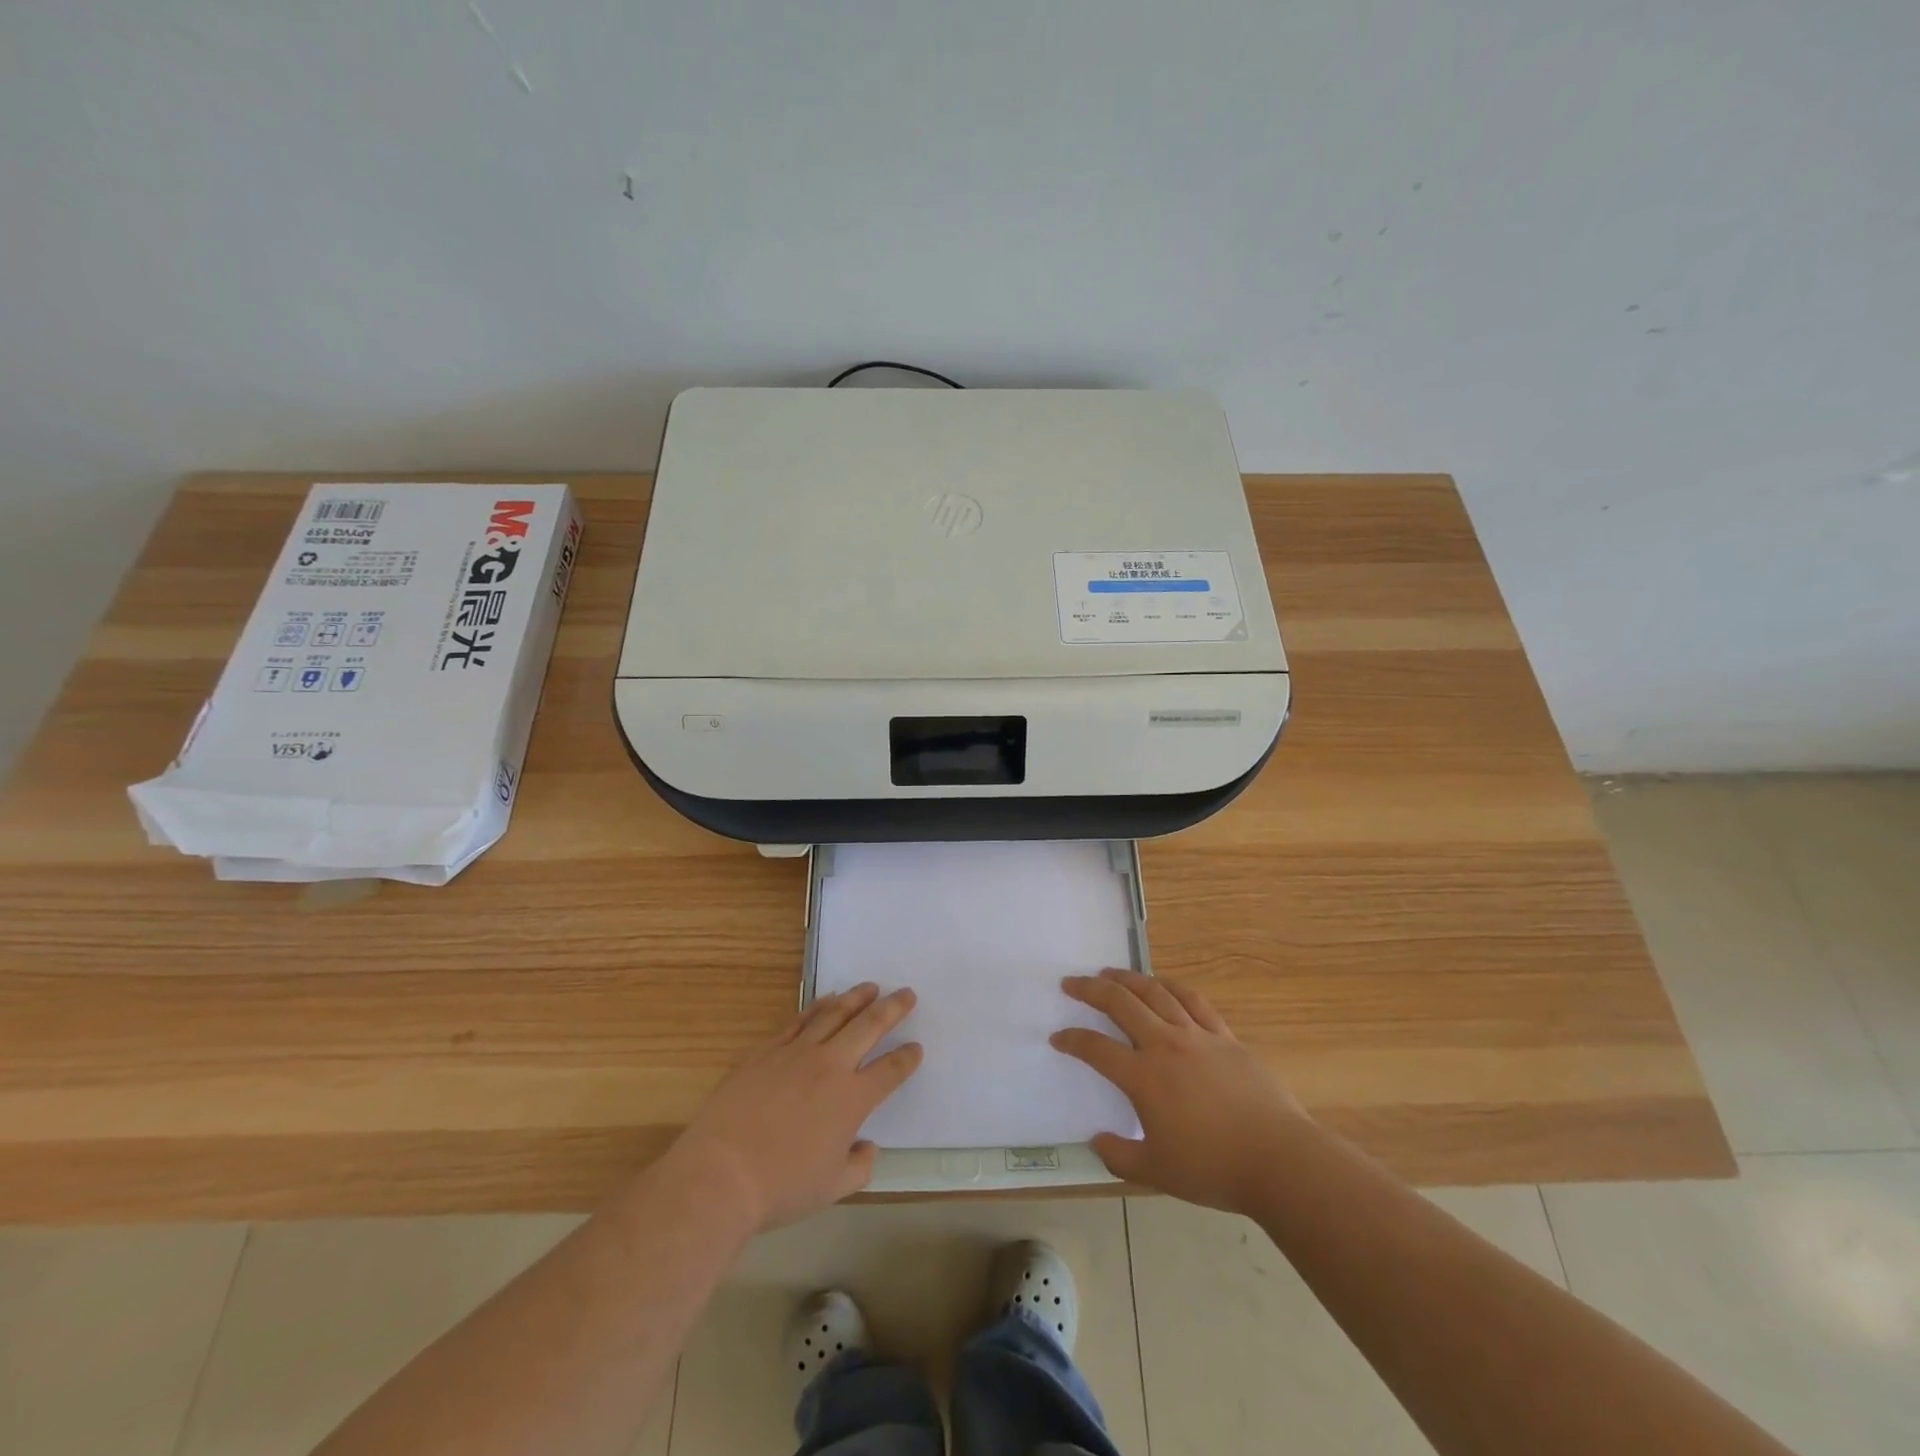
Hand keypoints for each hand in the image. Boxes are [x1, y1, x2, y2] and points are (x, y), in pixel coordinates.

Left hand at [670, 984, 921, 1230]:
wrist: (721, 1173)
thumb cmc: (781, 1187)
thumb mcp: (832, 1189)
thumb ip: (859, 1166)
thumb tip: (867, 1146)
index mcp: (852, 1099)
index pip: (890, 1071)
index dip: (907, 1058)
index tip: (916, 1048)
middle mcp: (830, 1066)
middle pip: (869, 1026)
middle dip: (892, 1008)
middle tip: (907, 994)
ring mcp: (796, 1053)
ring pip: (834, 1014)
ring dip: (856, 998)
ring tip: (870, 987)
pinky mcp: (767, 1050)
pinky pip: (799, 1020)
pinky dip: (817, 1006)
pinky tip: (826, 1000)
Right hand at [1052, 969, 1304, 1214]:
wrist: (1278, 1159)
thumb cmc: (1213, 1168)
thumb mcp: (1156, 1173)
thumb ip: (1119, 1156)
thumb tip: (1096, 1139)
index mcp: (1143, 1078)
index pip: (1096, 1049)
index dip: (1073, 1040)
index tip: (1058, 1036)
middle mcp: (1165, 1045)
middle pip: (1121, 1004)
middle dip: (1091, 990)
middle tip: (1071, 983)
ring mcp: (1197, 1036)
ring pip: (1155, 993)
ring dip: (1127, 979)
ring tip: (1109, 973)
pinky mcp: (1225, 1036)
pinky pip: (1193, 1000)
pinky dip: (1171, 986)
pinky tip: (1161, 984)